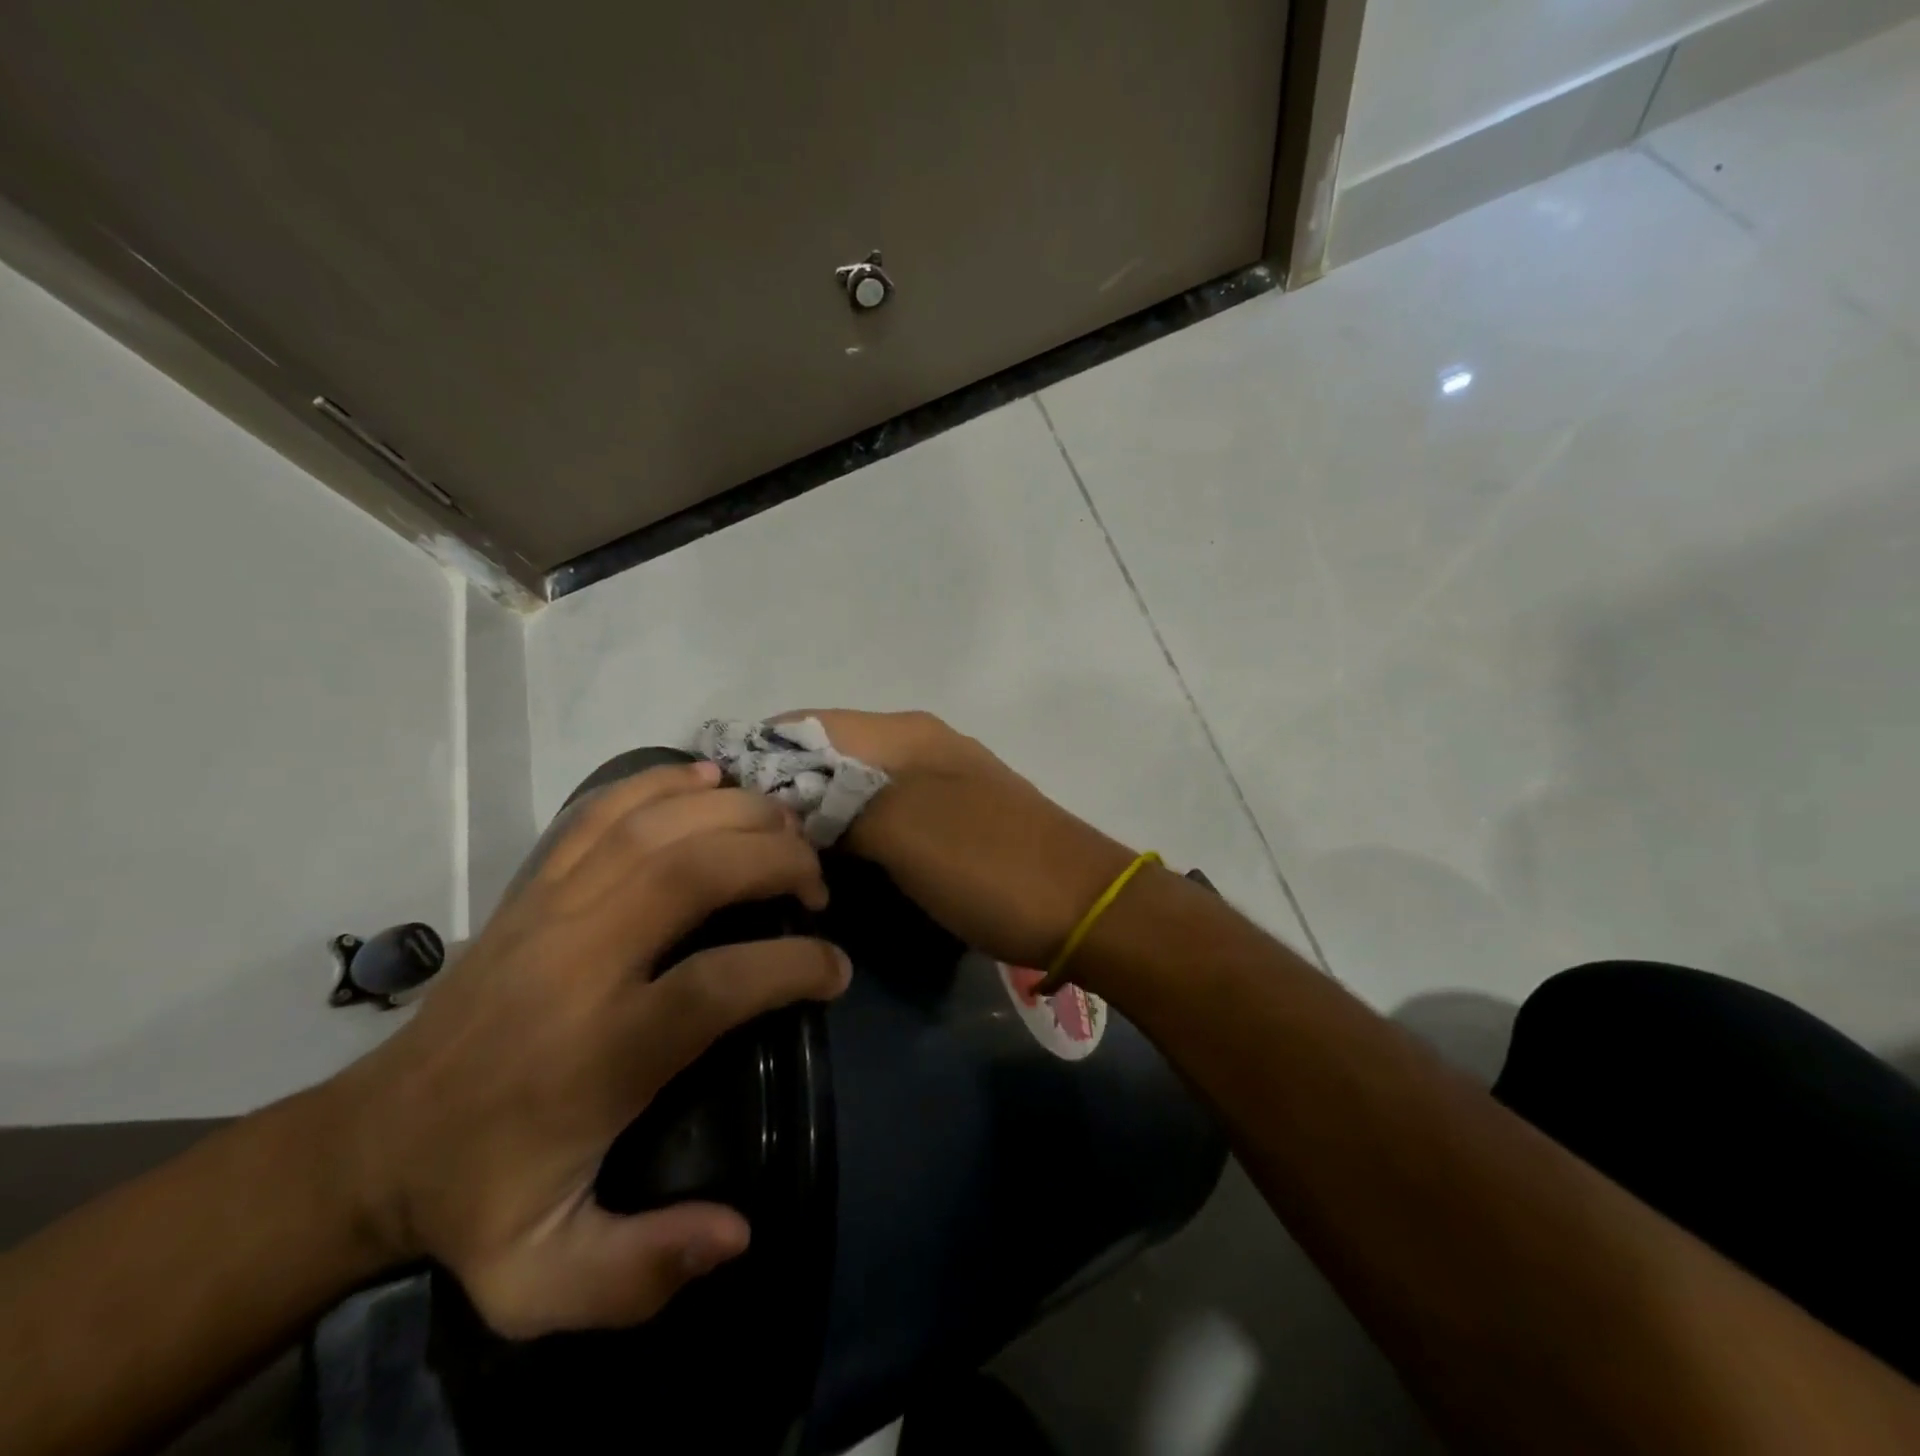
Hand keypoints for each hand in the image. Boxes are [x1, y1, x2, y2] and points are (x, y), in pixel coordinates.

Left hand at [328, 760, 849, 1339]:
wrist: (372, 1141)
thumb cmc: (479, 1196)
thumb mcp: (542, 1280)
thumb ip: (638, 1271)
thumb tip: (737, 1230)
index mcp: (596, 1052)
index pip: (716, 983)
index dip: (794, 966)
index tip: (835, 971)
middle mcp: (578, 962)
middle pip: (693, 871)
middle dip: (776, 860)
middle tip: (817, 883)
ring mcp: (551, 910)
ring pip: (655, 827)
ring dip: (734, 813)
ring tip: (785, 827)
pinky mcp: (533, 886)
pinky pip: (603, 812)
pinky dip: (661, 783)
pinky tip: (708, 779)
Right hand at [778, 710, 1137, 967]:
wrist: (1080, 905)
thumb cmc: (986, 863)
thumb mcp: (901, 830)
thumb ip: (836, 804)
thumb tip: (784, 800)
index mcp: (903, 733)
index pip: (806, 723)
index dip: (757, 755)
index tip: (716, 805)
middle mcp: (918, 744)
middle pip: (828, 753)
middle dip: (783, 789)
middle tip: (742, 843)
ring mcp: (938, 781)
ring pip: (854, 786)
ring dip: (816, 814)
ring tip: (776, 857)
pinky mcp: (951, 819)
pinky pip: (883, 814)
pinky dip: (851, 832)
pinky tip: (832, 865)